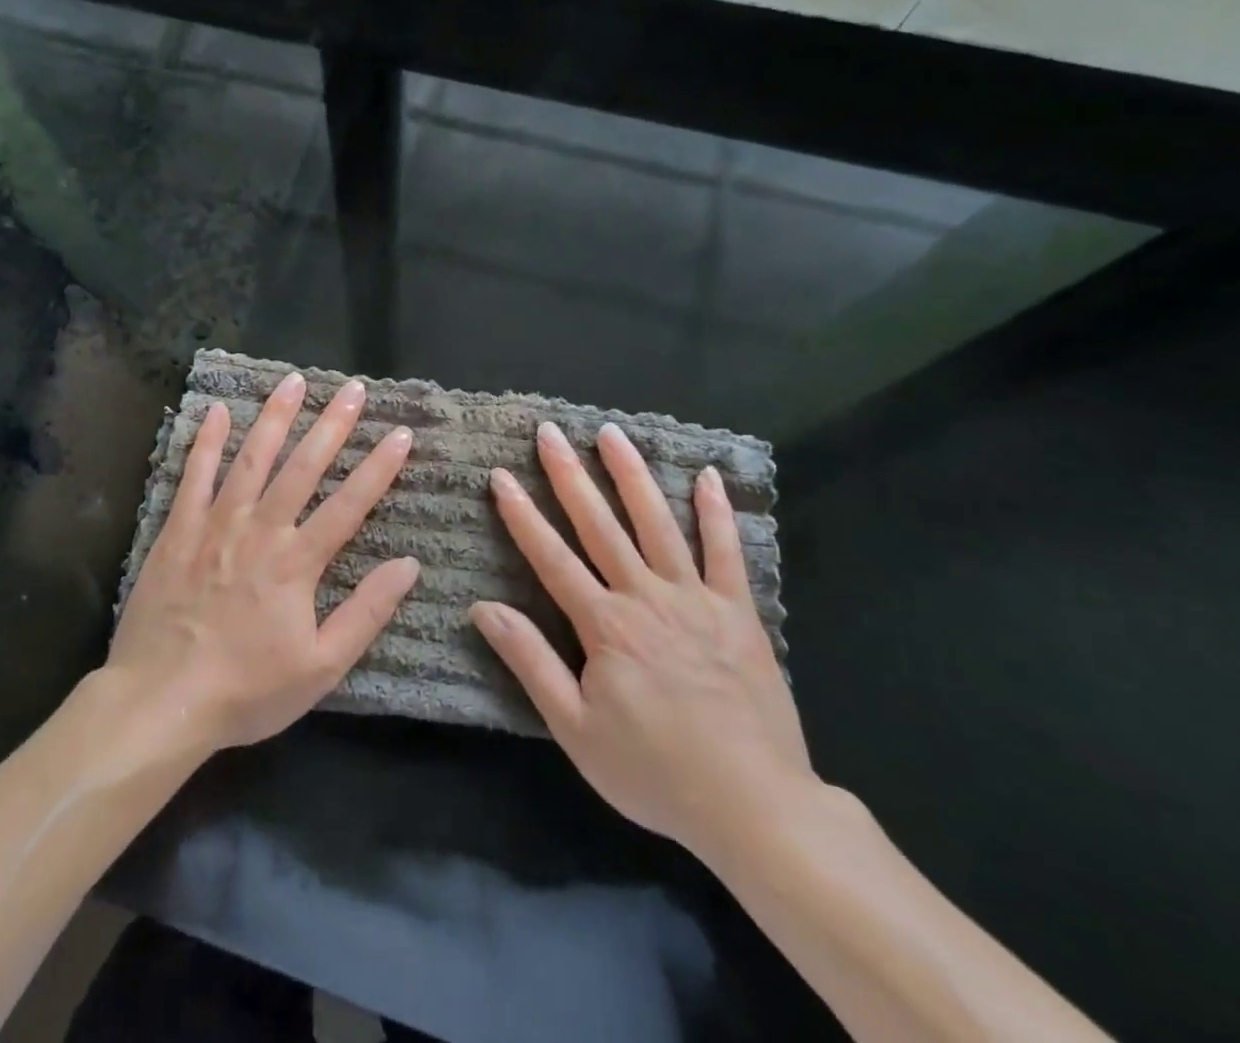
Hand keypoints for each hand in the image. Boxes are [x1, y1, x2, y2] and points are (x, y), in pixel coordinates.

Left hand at [108, 370, 418, 754]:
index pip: (349, 505)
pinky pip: (194, 476)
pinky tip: (217, 411)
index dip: (379, 468)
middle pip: (303, 467)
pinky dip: (206, 442)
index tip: (401, 433)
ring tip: (294, 381)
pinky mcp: (178, 529)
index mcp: (298, 563)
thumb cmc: (246, 690)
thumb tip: (409, 565)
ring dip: (275, 418)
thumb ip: (366, 613)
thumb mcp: (321, 667)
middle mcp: (261, 530)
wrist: (160, 700)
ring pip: (252, 459)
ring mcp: (216, 524)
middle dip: (332, 425)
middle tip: (353, 388)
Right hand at [470, 422, 814, 865]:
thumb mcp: (575, 728)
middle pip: (600, 525)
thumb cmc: (654, 771)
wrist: (756, 807)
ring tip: (611, 433)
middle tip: (549, 432)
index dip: (522, 514)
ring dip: (632, 475)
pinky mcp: (738, 611)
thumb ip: (530, 661)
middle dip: (569, 475)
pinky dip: (716, 512)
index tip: (502, 475)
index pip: (552, 556)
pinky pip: (726, 552)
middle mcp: (646, 597)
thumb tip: (483, 608)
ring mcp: (696, 598)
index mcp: (604, 625)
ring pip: (657, 523)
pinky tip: (706, 475)